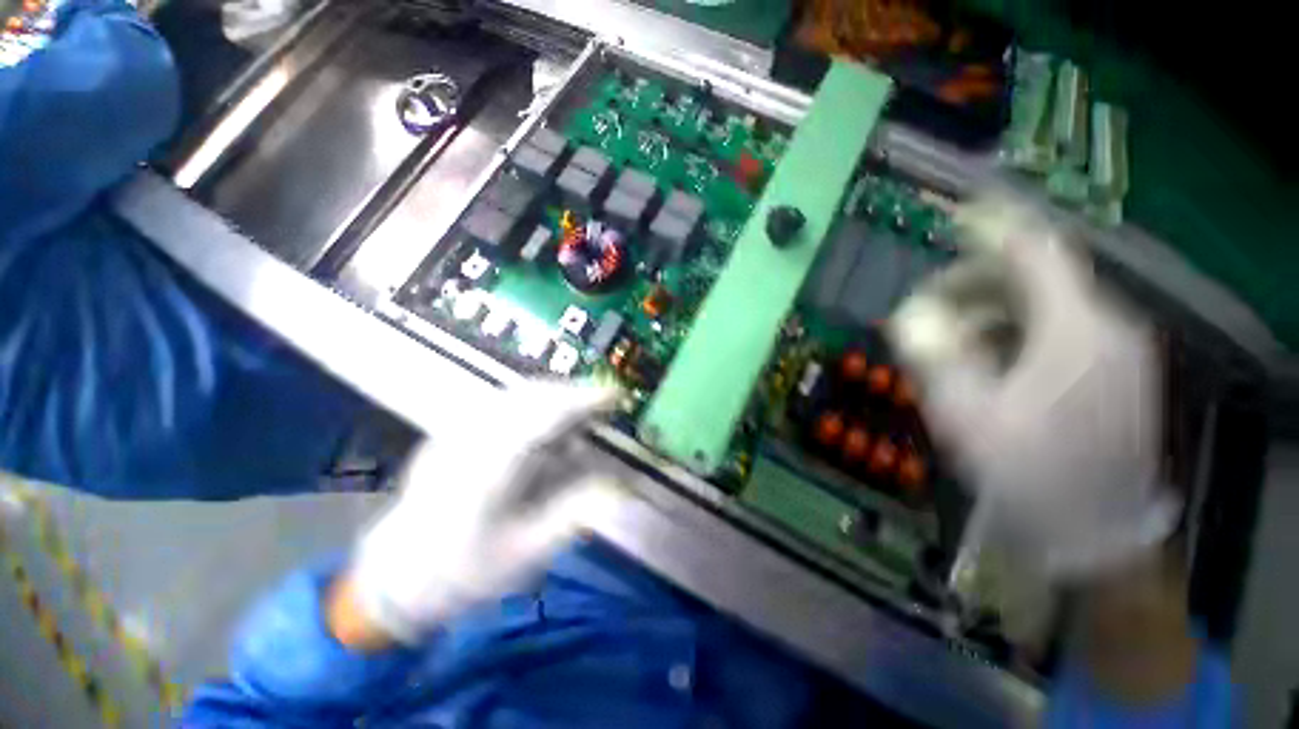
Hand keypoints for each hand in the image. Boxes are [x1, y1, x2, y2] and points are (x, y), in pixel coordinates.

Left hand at [347, 382, 619, 644]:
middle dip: (575, 394)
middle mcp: (469, 438)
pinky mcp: (453, 430)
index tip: (615, 395)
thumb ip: (573, 514)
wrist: (395, 578)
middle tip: (606, 405)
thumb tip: (617, 485)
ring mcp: (456, 430)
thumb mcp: (524, 555)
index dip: (583, 400)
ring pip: (518, 394)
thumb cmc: (462, 573)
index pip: (543, 416)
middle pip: (532, 395)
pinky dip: (536, 403)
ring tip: (583, 413)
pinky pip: (505, 402)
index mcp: (486, 470)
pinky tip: (548, 424)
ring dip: (557, 396)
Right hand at [888, 195, 1178, 575]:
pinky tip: (988, 365)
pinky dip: (1014, 335)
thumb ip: (935, 355)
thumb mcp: (967, 415)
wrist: (1095, 536)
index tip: (955, 217)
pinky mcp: (1114, 374)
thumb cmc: (1029, 474)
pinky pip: (1057, 333)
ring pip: (1044, 309)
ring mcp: (1116, 352)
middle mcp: (1105, 328)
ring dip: (990, 315)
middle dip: (974, 286)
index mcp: (1076, 330)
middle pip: (1036, 280)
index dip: (994, 228)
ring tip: (949, 346)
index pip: (1036, 253)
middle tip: (926, 312)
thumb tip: (907, 314)